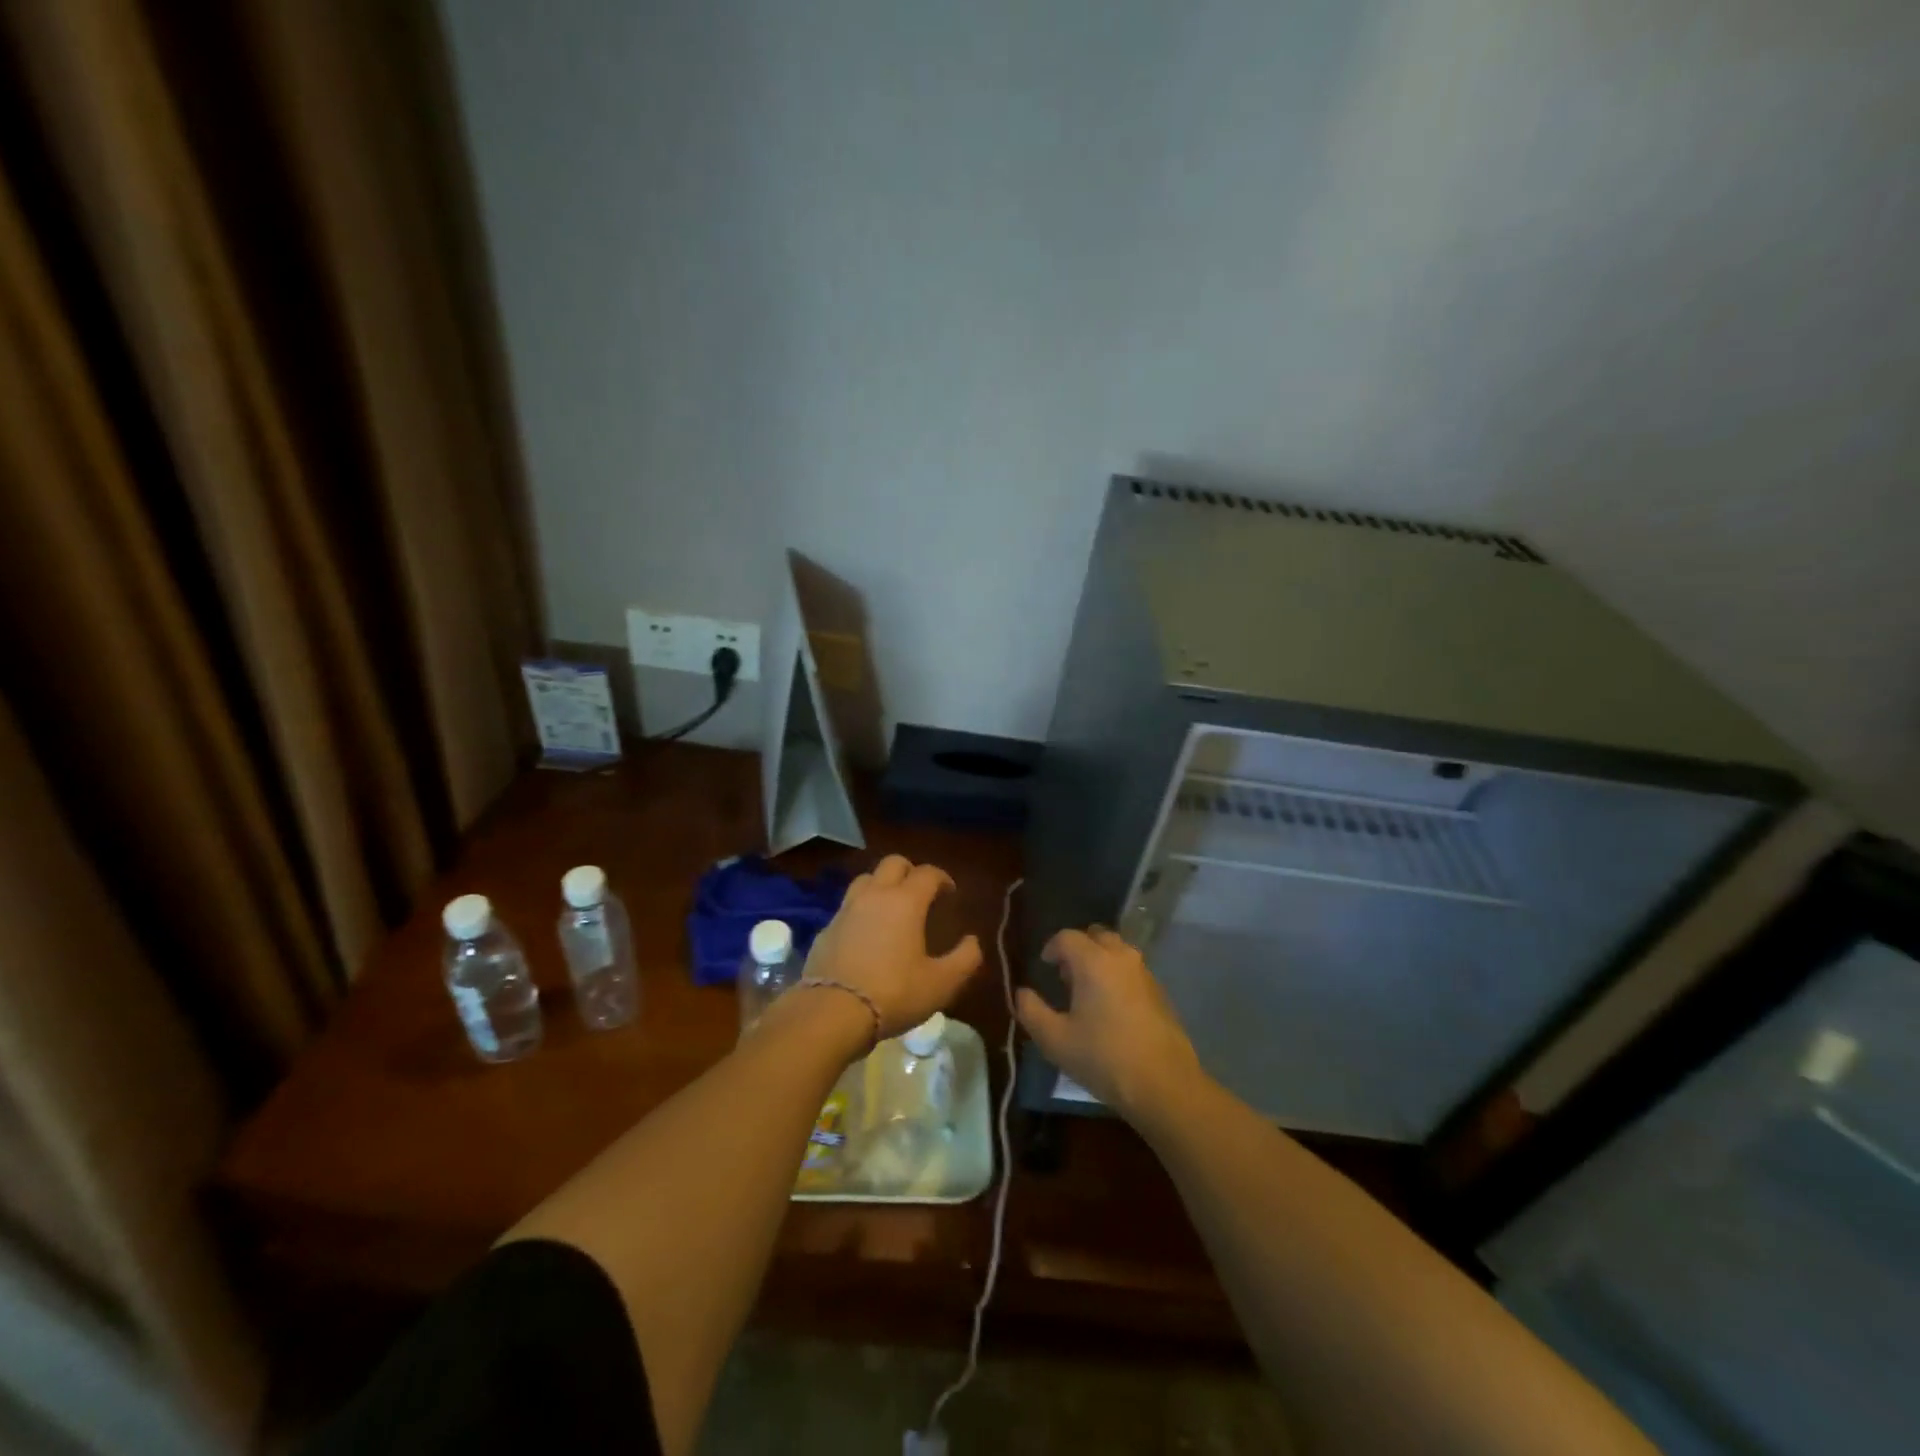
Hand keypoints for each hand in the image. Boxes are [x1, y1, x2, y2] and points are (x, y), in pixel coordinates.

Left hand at [803, 855, 982, 1038]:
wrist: (833, 1013)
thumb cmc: (894, 993)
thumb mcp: (941, 984)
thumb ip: (965, 959)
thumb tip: (972, 941)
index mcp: (905, 901)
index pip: (928, 873)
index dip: (943, 878)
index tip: (950, 894)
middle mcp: (875, 895)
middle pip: (893, 863)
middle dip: (911, 871)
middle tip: (921, 894)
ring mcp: (846, 910)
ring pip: (866, 879)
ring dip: (882, 885)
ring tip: (891, 908)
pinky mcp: (826, 929)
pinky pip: (848, 907)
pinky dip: (861, 911)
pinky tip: (866, 934)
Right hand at [1016, 926, 1202, 1122]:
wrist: (1164, 1085)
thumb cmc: (1104, 1058)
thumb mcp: (1055, 1040)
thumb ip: (1031, 1011)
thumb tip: (1022, 993)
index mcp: (1094, 961)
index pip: (1067, 937)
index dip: (1051, 948)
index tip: (1044, 966)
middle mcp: (1122, 957)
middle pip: (1096, 936)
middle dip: (1078, 949)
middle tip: (1065, 976)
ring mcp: (1145, 973)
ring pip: (1117, 951)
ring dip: (1099, 960)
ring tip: (1087, 992)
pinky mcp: (1160, 992)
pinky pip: (1131, 970)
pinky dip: (1116, 975)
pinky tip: (1111, 1008)